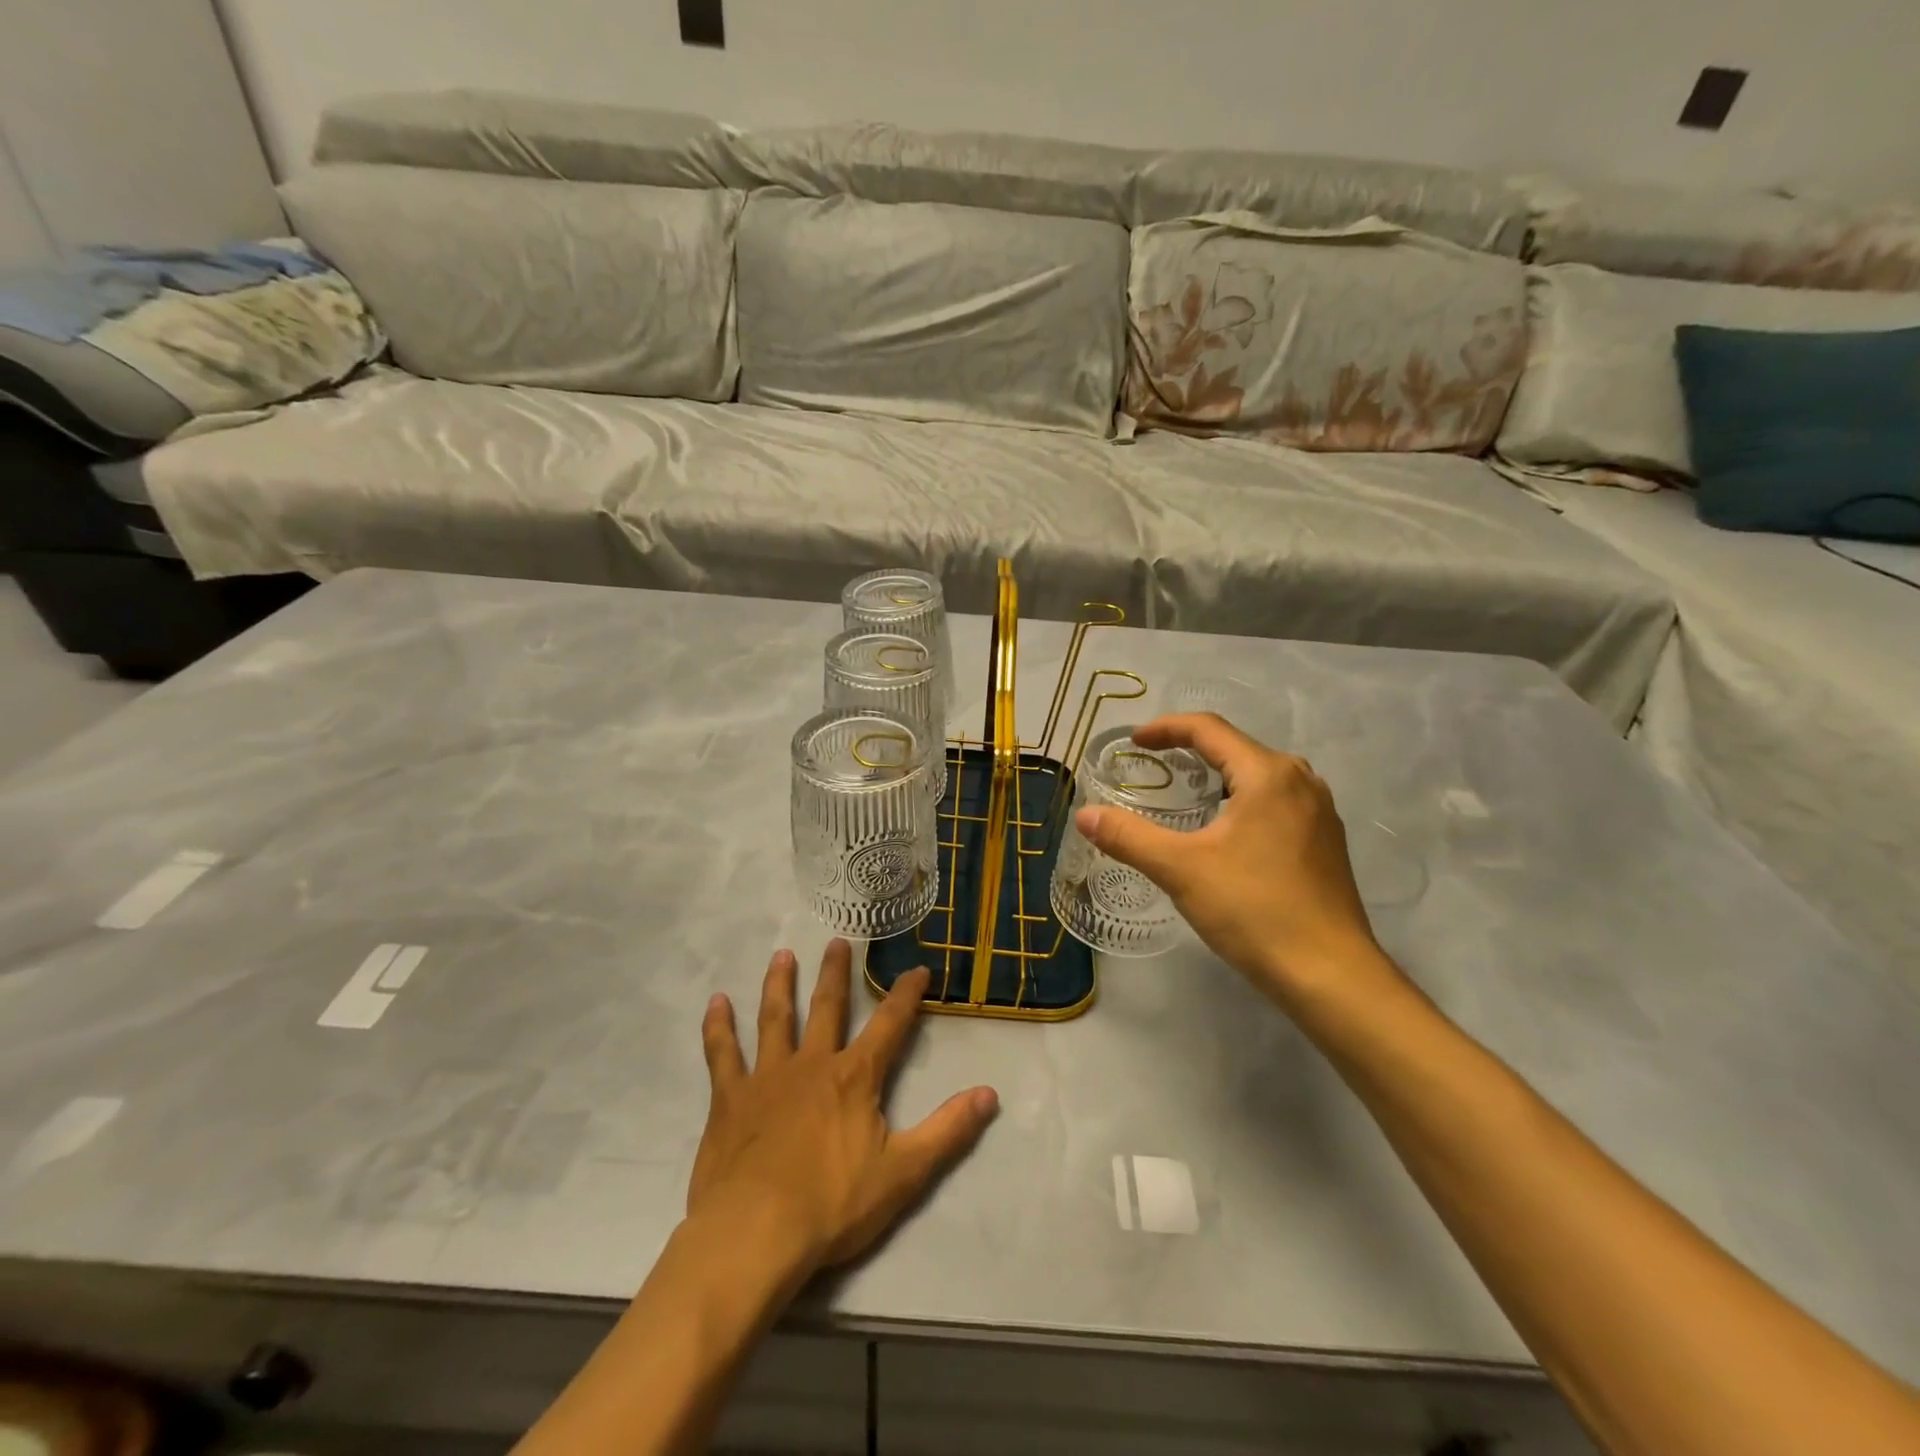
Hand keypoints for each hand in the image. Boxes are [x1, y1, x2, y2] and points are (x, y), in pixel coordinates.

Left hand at [687, 941, 998, 1282]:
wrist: (754, 1236)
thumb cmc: (832, 1206)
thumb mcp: (904, 1171)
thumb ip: (948, 1130)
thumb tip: (991, 1093)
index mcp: (854, 1077)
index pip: (889, 1025)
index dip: (906, 995)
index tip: (918, 968)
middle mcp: (812, 1064)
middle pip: (827, 1008)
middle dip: (836, 974)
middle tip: (837, 941)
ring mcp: (767, 1077)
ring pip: (775, 1019)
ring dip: (780, 985)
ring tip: (782, 954)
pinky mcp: (729, 1099)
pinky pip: (722, 1054)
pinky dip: (718, 1027)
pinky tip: (716, 1002)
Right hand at [1075, 713, 1400, 1005]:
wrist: (1330, 975)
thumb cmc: (1254, 910)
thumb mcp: (1180, 870)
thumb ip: (1128, 837)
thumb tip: (1085, 814)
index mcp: (1268, 774)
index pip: (1210, 730)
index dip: (1166, 728)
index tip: (1135, 742)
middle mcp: (1300, 782)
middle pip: (1236, 749)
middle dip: (1192, 751)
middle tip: (1154, 766)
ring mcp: (1319, 813)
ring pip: (1259, 777)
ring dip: (1218, 778)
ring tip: (1185, 795)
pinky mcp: (1326, 843)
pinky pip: (1276, 803)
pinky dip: (1242, 802)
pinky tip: (1225, 833)